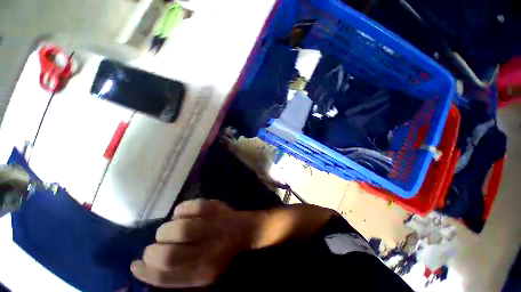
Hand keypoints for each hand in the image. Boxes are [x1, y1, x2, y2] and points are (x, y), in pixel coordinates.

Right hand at [131, 199, 254, 287]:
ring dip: (166, 229)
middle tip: (155, 245)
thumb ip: (177, 273)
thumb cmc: (220, 252)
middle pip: (169, 254)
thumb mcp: (202, 271)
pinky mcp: (216, 208)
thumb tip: (146, 266)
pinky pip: (189, 207)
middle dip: (153, 250)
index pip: (165, 277)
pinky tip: (182, 214)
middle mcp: (209, 251)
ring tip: (169, 229)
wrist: (244, 230)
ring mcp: (214, 226)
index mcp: (204, 273)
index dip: (145, 272)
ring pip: (179, 228)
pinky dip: (180, 210)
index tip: (136, 264)